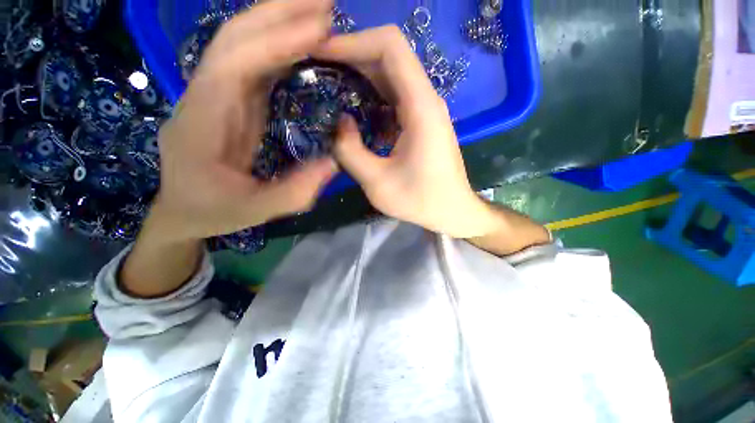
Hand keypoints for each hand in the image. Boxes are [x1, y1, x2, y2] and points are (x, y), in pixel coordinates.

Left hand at [150, 0, 335, 242]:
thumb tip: (334, 162)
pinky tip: (302, 40)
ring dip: (279, 20)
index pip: (235, 65)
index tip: (320, 27)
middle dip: (278, 12)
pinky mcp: (230, 100)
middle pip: (234, 37)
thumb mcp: (257, 210)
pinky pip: (253, 63)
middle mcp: (204, 97)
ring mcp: (215, 94)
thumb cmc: (214, 211)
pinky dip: (278, 45)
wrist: (184, 211)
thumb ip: (295, 191)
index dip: (276, 41)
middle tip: (326, 1)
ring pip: (242, 43)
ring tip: (318, 10)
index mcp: (202, 122)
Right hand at [315, 26, 498, 237]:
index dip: (353, 42)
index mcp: (421, 108)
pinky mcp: (422, 122)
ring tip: (331, 87)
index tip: (321, 55)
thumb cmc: (421, 201)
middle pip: (388, 56)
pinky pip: (394, 96)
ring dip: (360, 76)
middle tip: (318, 71)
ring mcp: (425, 110)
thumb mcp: (377, 183)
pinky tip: (354, 111)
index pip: (390, 47)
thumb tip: (340, 122)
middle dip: (351, 57)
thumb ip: (350, 151)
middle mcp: (426, 100)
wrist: (452, 210)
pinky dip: (371, 96)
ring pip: (391, 76)